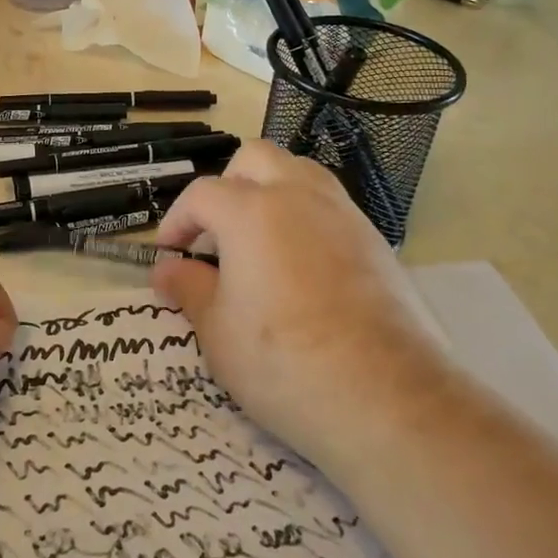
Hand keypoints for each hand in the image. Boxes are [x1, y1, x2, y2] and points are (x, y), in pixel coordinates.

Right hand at [152, 141, 451, 476]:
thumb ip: (188, 288)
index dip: (177, 222)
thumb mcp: (218, 330)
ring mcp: (344, 214)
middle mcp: (299, 196)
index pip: (201, 194)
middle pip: (254, 159)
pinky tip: (300, 269)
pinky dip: (305, 219)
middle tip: (216, 234)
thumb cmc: (284, 361)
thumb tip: (168, 269)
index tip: (169, 255)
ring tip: (258, 243)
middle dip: (227, 186)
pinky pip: (330, 207)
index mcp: (251, 210)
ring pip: (299, 173)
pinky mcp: (376, 241)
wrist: (389, 398)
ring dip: (270, 193)